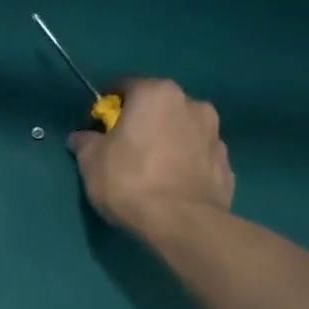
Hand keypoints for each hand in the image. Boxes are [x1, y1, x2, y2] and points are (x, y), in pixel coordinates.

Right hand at [67, 78, 233, 235]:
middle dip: (141, 121)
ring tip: (149, 169)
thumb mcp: (91, 161)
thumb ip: (85, 142)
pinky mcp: (226, 163)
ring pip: (182, 129)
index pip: (125, 86)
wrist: (182, 222)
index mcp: (156, 94)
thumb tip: (82, 137)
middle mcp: (192, 104)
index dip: (107, 105)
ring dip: (166, 140)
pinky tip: (170, 184)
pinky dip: (184, 162)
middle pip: (158, 106)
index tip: (97, 126)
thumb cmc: (129, 181)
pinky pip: (197, 155)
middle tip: (123, 147)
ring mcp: (215, 133)